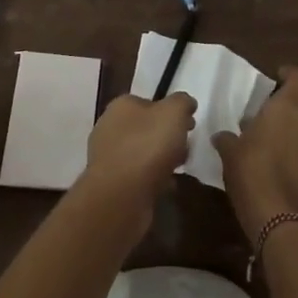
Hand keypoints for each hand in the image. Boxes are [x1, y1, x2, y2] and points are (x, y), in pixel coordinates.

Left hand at [79, 91, 196, 214]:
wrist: (121, 195)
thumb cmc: (147, 146)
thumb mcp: (173, 113)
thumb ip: (182, 102)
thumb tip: (186, 103)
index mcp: (121, 106)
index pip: (149, 102)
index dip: (171, 111)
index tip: (190, 125)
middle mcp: (109, 127)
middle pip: (146, 127)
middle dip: (167, 137)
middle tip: (186, 148)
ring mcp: (107, 156)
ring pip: (142, 152)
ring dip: (161, 159)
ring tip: (179, 168)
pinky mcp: (111, 182)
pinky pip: (138, 175)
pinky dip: (152, 179)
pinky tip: (166, 186)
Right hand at [214, 66, 297, 245]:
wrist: (280, 219)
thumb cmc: (252, 173)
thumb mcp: (230, 153)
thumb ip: (227, 139)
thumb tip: (222, 136)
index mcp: (288, 108)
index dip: (292, 75)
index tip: (278, 79)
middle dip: (287, 114)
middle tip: (264, 126)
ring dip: (293, 136)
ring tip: (271, 151)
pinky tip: (280, 173)